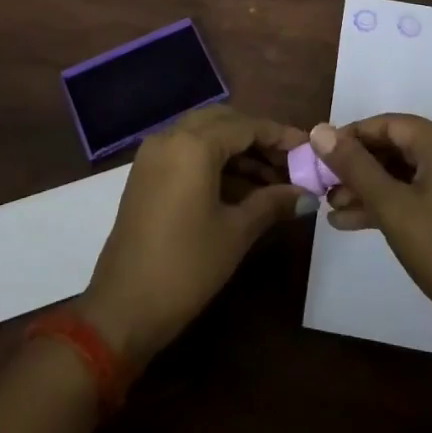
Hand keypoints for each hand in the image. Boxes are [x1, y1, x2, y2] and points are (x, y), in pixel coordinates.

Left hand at [81, 106, 306, 368]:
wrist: (122, 310)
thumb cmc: (186, 267)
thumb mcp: (236, 232)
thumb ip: (272, 203)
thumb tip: (308, 194)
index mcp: (194, 144)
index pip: (247, 126)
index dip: (280, 136)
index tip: (309, 148)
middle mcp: (171, 137)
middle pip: (224, 122)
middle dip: (258, 139)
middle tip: (290, 164)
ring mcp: (153, 154)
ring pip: (205, 135)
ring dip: (238, 151)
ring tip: (273, 181)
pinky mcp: (146, 174)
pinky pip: (187, 151)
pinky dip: (215, 161)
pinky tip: (242, 188)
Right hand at [312, 114, 431, 356]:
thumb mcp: (391, 206)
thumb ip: (354, 165)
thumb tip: (319, 130)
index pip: (389, 124)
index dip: (351, 137)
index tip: (320, 156)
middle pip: (399, 147)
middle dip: (359, 168)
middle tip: (325, 187)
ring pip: (409, 173)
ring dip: (372, 189)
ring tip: (334, 209)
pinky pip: (423, 192)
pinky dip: (393, 203)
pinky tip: (356, 222)